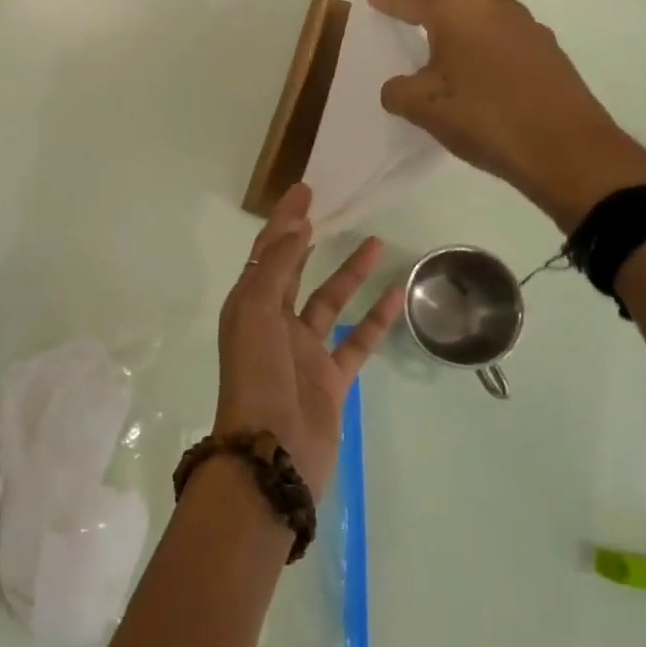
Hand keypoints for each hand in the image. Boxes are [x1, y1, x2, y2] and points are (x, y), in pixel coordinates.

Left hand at [215, 184, 403, 500]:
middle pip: (294, 271)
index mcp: (249, 306)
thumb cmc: (257, 377)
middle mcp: (274, 323)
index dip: (283, 221)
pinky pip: (357, 341)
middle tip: (333, 208)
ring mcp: (304, 352)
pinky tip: (396, 294)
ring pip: (330, 302)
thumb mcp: (257, 313)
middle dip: (309, 240)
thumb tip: (296, 225)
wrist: (271, 455)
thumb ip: (277, 268)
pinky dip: (375, 319)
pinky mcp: (330, 379)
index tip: (305, 191)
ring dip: (350, 273)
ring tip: (376, 241)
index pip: (268, 252)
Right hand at [367, 0, 645, 229]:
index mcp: (457, 10)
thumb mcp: (424, 108)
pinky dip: (475, 30)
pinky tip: (471, 54)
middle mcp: (492, 5)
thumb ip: (399, 91)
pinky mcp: (544, 48)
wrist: (565, 148)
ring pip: (477, 5)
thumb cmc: (484, 118)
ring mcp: (525, 24)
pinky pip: (497, 27)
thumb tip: (398, 86)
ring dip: (451, 9)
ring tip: (432, 25)